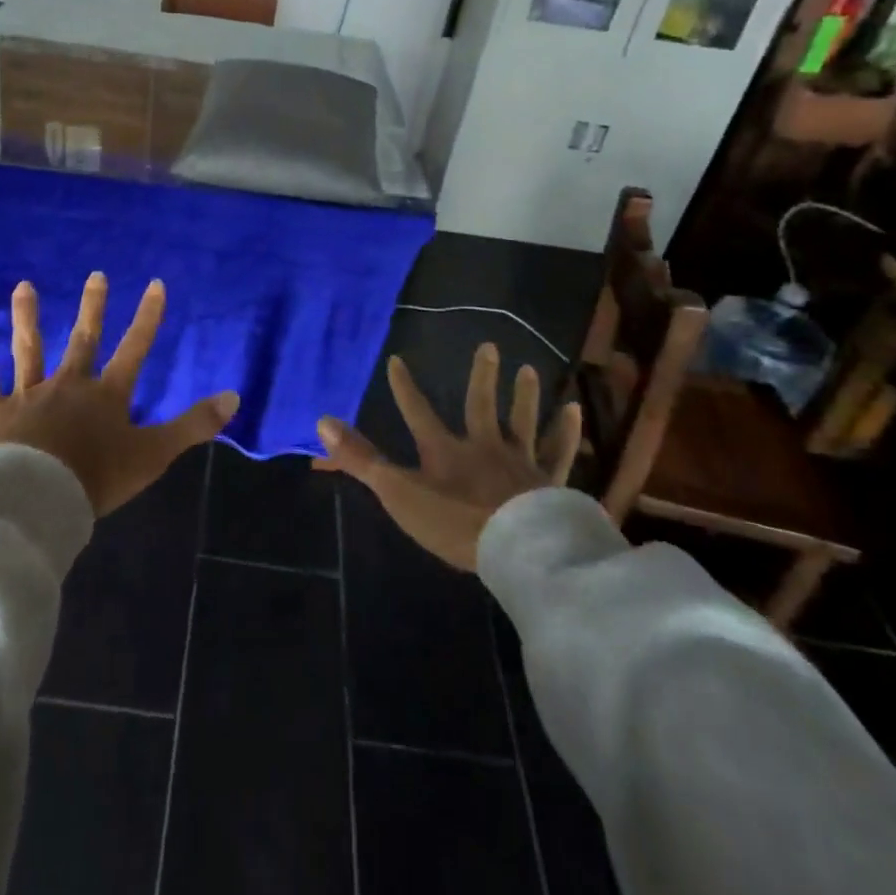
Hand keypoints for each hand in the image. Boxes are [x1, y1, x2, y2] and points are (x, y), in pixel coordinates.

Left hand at [0, 274, 237, 516]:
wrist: (34, 501)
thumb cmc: (95, 479)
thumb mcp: (153, 454)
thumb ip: (194, 426)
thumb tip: (234, 397)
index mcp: (107, 395)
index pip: (134, 348)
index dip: (147, 317)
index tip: (155, 284)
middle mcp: (69, 385)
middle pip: (83, 339)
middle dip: (93, 307)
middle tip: (96, 275)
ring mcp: (29, 395)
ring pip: (29, 348)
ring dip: (28, 316)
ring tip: (23, 287)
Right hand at [314, 343, 580, 570]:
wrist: (517, 548)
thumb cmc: (454, 522)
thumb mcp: (399, 492)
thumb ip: (361, 459)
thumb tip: (322, 421)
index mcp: (444, 450)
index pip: (417, 411)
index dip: (404, 387)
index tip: (396, 359)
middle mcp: (483, 445)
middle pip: (481, 405)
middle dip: (482, 376)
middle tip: (489, 346)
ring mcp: (519, 461)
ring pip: (522, 421)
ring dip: (524, 396)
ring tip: (528, 369)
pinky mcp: (549, 482)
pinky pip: (558, 451)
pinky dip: (565, 431)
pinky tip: (573, 411)